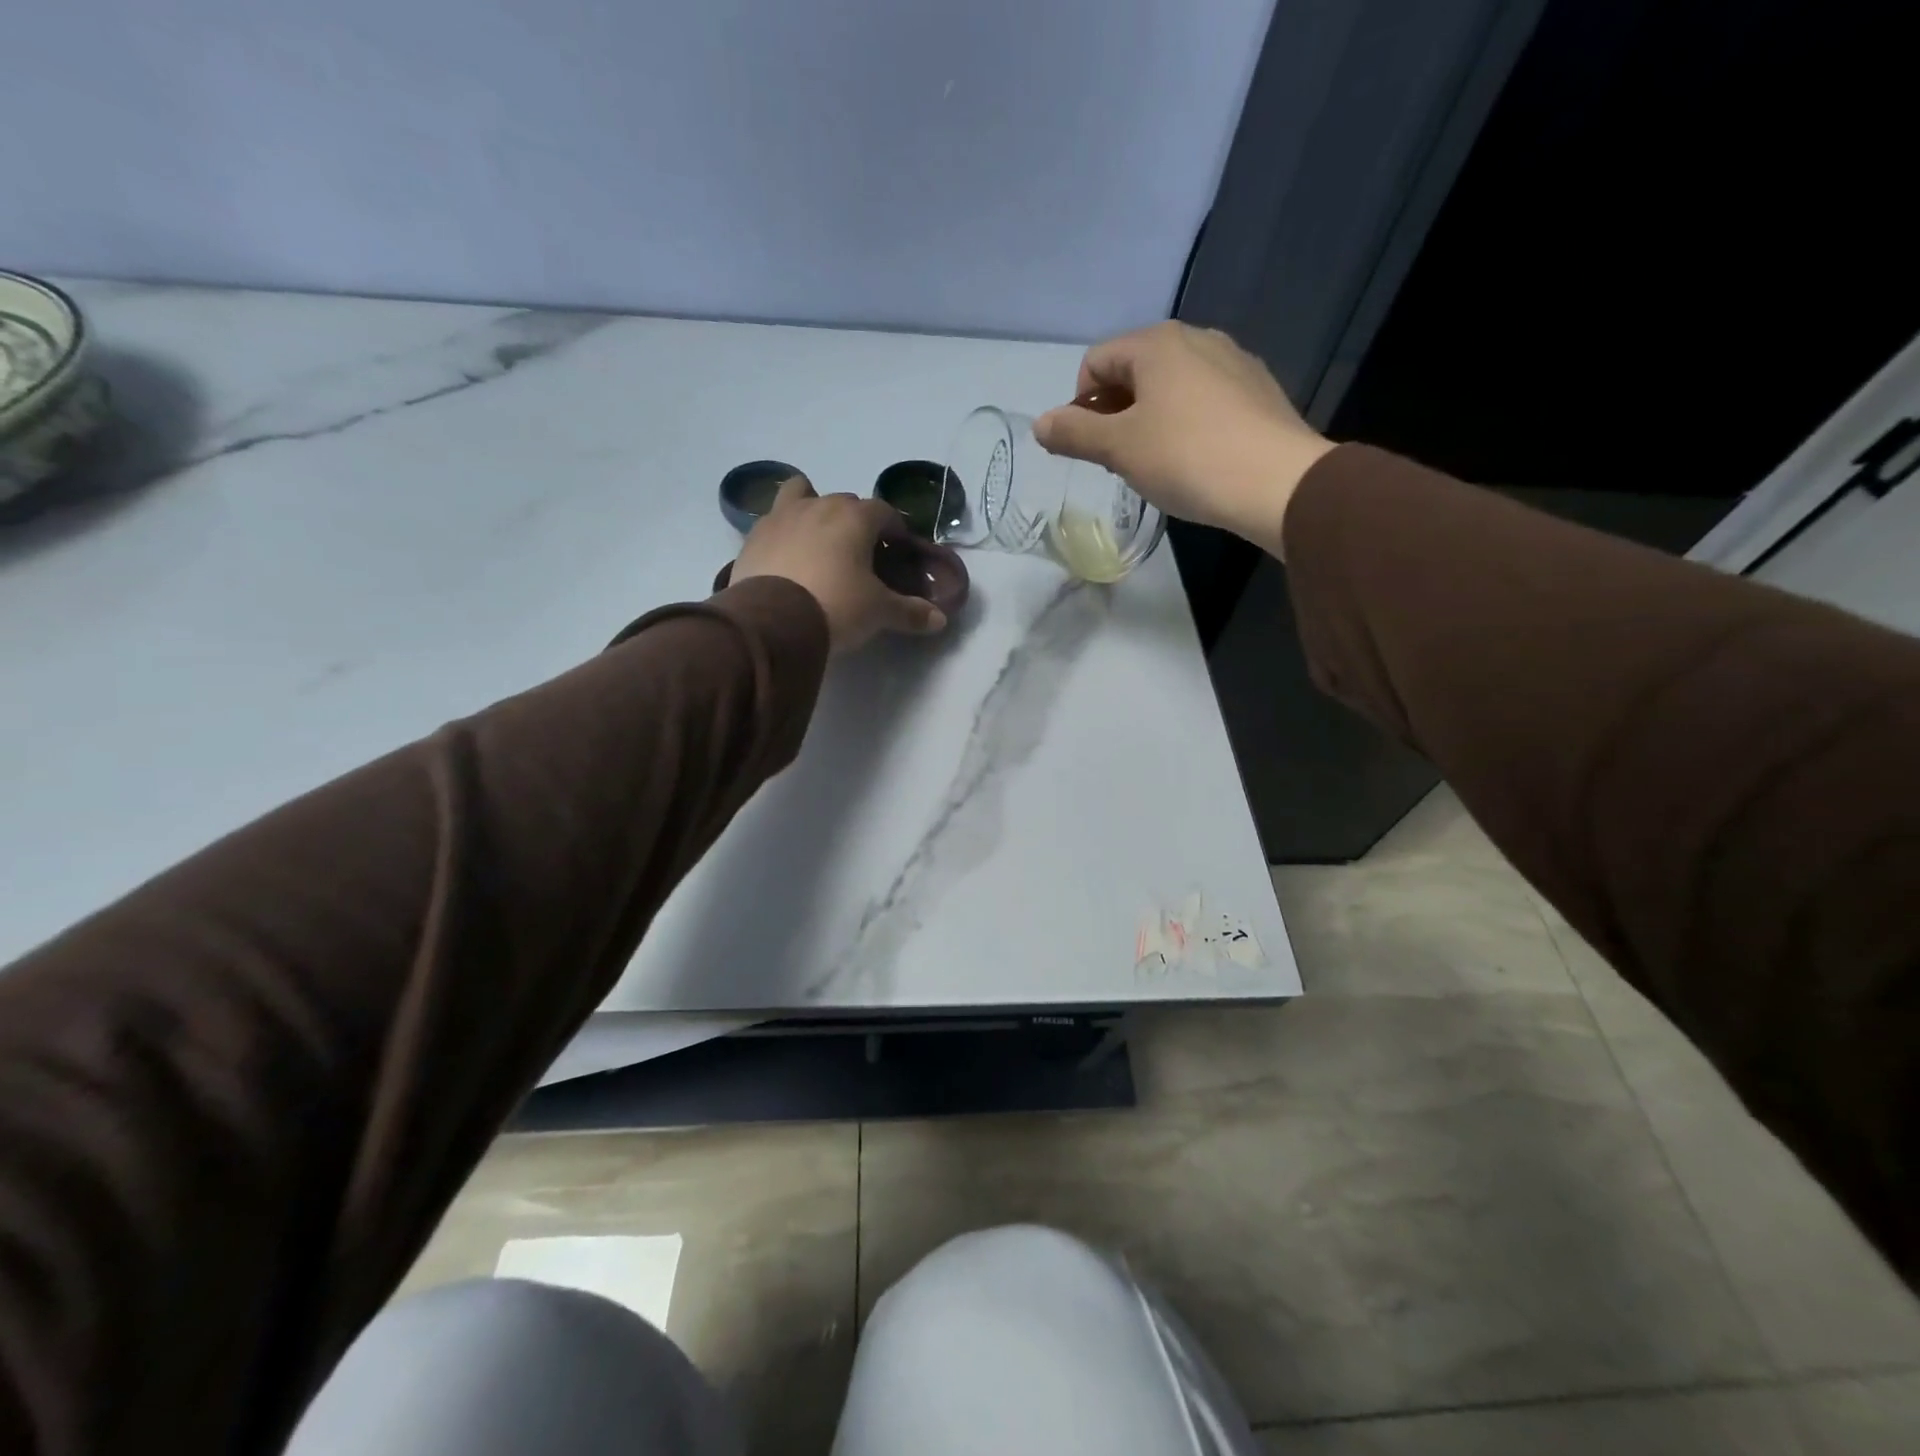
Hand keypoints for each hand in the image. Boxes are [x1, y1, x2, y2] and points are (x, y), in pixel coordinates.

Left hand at [731, 476, 947, 651]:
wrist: (772, 622)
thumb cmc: (836, 606)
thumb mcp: (879, 612)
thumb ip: (910, 612)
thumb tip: (940, 620)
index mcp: (855, 517)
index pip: (884, 512)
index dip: (894, 529)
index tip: (898, 549)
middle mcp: (819, 506)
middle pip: (845, 502)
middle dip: (856, 522)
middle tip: (861, 553)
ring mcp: (781, 516)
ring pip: (801, 494)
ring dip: (813, 507)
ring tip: (817, 539)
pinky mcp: (753, 536)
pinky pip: (774, 521)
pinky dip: (784, 532)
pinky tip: (787, 557)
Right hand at [1033, 322, 1334, 556]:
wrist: (1276, 482)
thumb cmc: (1186, 458)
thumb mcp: (1119, 449)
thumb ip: (1074, 434)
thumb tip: (1039, 424)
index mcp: (1156, 343)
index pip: (1096, 361)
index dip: (1080, 404)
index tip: (1090, 447)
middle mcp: (1196, 338)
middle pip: (1133, 370)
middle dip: (1114, 411)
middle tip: (1118, 459)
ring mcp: (1232, 360)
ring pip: (1170, 385)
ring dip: (1149, 418)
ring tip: (1156, 462)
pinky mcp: (1258, 389)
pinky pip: (1204, 399)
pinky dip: (1186, 422)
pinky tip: (1195, 458)